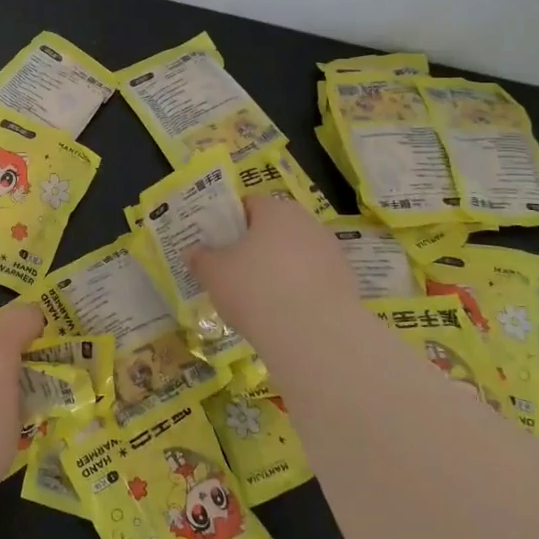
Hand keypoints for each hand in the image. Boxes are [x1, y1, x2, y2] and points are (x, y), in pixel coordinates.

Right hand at [190, 194, 358, 344]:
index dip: (231, 222)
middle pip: (276, 228)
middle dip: (257, 246)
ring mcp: (331, 252)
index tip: (219, 244)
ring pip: (297, 254)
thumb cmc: (255, 289)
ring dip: (281, 269)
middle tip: (236, 271)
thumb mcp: (214, 274)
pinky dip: (301, 291)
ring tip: (261, 298)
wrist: (314, 335)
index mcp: (275, 209)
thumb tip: (192, 251)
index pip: (249, 204)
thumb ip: (201, 258)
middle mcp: (307, 222)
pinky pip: (314, 280)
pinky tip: (287, 314)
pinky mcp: (347, 282)